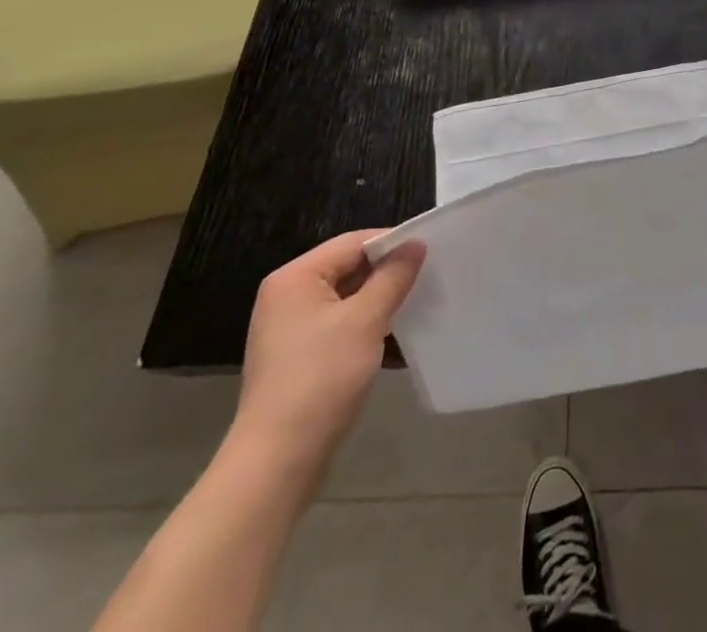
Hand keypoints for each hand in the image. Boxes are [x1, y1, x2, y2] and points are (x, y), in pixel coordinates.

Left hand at [231, 230, 425, 474]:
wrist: (277, 462)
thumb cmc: (321, 378)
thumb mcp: (366, 320)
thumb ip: (393, 277)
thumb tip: (415, 244)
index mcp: (295, 278)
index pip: (353, 243)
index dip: (392, 244)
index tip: (429, 252)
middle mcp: (287, 297)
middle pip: (348, 269)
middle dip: (387, 274)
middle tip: (428, 278)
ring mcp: (289, 331)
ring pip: (346, 300)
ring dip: (379, 303)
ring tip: (417, 306)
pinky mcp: (297, 359)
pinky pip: (338, 327)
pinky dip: (365, 328)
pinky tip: (393, 339)